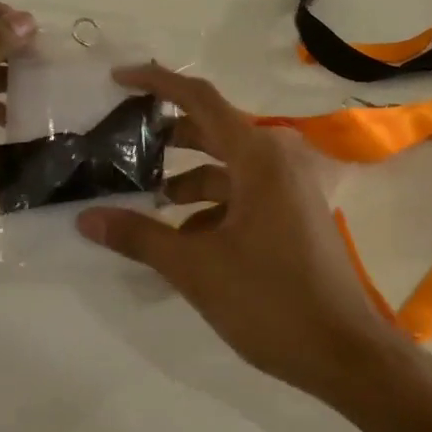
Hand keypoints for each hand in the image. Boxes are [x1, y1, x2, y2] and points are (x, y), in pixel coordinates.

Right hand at [75, 64, 415, 403]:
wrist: (344, 351)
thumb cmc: (270, 300)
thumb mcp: (196, 268)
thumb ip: (140, 237)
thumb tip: (86, 218)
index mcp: (258, 157)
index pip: (200, 99)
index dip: (158, 83)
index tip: (119, 79)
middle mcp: (278, 160)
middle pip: (213, 130)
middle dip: (167, 138)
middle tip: (122, 147)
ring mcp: (290, 188)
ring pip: (228, 167)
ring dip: (188, 179)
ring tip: (147, 202)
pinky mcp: (294, 214)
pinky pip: (245, 193)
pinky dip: (213, 205)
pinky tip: (185, 238)